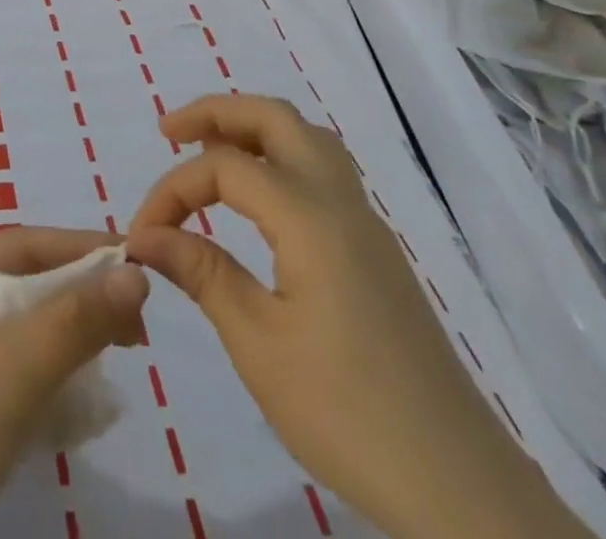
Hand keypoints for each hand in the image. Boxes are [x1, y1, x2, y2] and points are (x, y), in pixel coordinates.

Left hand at [0, 226, 149, 538]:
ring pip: (15, 329)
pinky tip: (73, 402)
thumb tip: (136, 271)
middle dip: (76, 301)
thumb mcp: (16, 367)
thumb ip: (78, 317)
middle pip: (19, 284)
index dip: (81, 248)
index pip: (21, 244)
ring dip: (63, 341)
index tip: (138, 260)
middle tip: (133, 328)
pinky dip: (40, 376)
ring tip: (111, 358)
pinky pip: (3, 368)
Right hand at [127, 95, 592, 538]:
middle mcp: (341, 203)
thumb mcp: (258, 344)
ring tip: (208, 151)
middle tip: (168, 132)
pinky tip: (259, 199)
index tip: (142, 236)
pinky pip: (323, 172)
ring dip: (253, 130)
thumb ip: (201, 272)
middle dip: (216, 113)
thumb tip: (145, 235)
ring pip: (307, 139)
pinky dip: (280, 158)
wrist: (463, 491)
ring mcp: (366, 225)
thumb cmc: (348, 413)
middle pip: (275, 118)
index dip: (172, 190)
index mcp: (311, 218)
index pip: (224, 166)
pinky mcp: (376, 252)